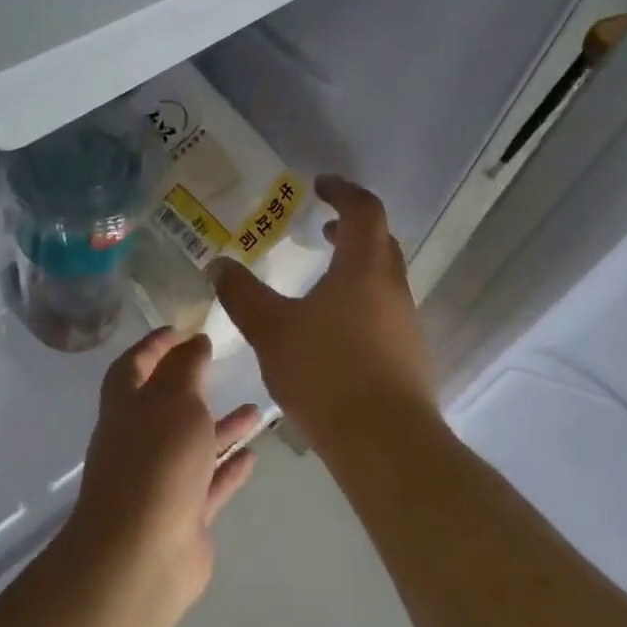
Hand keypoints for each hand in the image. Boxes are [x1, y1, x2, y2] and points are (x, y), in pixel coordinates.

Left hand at [62, 329, 260, 619]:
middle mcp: (140, 441)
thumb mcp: (174, 401)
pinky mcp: (183, 515)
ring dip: (221, 428)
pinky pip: (209, 484)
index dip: (155, 344)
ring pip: (194, 446)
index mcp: (126, 407)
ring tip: (257, 410)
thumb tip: (193, 343)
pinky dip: (228, 469)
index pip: (135, 364)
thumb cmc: (157, 463)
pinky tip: (253, 455)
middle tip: (221, 365)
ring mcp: (161, 481)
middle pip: (166, 406)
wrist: (142, 554)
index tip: (182, 328)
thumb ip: (187, 369)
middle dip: (192, 385)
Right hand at [210, 177, 436, 450]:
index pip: (364, 209)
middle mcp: (393, 288)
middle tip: (321, 229)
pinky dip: (361, 302)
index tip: (320, 185)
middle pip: (380, 241)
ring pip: (383, 279)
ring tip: (321, 283)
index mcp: (365, 267)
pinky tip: (333, 332)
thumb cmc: (326, 373)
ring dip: (356, 268)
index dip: (343, 191)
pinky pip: (385, 312)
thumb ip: (243, 295)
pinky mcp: (409, 355)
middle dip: (352, 228)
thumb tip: (218, 264)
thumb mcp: (272, 330)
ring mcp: (407, 323)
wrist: (384, 441)